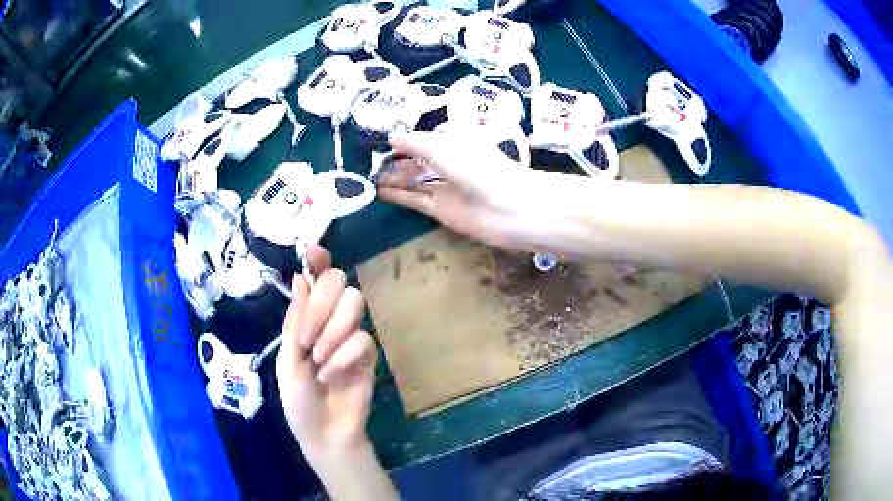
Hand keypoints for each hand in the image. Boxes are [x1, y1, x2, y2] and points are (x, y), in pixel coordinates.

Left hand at [276, 245, 376, 462]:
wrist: (323, 433)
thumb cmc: (298, 399)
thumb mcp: (288, 359)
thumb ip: (296, 320)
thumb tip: (301, 276)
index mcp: (305, 319)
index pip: (315, 279)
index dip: (318, 262)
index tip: (315, 252)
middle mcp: (329, 321)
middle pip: (339, 283)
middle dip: (321, 305)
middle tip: (307, 338)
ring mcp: (351, 336)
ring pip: (355, 304)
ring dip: (333, 332)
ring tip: (320, 361)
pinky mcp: (369, 355)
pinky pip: (363, 339)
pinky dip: (344, 356)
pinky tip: (333, 375)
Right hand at [377, 132, 550, 249]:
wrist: (506, 207)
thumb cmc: (476, 166)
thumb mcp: (441, 146)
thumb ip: (414, 142)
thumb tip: (391, 137)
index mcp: (455, 141)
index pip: (425, 138)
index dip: (405, 139)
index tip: (380, 140)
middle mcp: (450, 163)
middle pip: (418, 160)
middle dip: (397, 160)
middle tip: (370, 162)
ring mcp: (446, 187)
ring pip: (415, 181)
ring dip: (395, 178)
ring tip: (369, 177)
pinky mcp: (441, 209)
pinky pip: (415, 200)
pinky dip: (399, 196)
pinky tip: (379, 191)